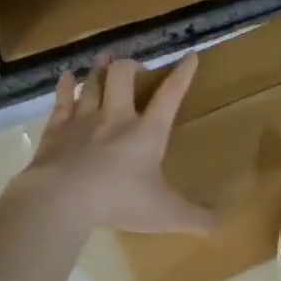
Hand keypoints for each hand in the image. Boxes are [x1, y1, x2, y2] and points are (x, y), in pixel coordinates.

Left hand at [14, 54, 214, 235]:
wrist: (62, 199)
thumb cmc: (120, 202)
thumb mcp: (166, 214)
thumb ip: (196, 218)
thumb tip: (224, 225)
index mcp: (147, 132)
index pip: (170, 95)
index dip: (182, 74)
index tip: (190, 56)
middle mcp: (116, 117)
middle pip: (123, 76)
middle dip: (131, 66)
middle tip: (136, 69)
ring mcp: (83, 120)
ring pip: (92, 82)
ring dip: (99, 68)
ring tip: (104, 58)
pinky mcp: (56, 130)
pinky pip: (62, 100)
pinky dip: (65, 86)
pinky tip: (66, 77)